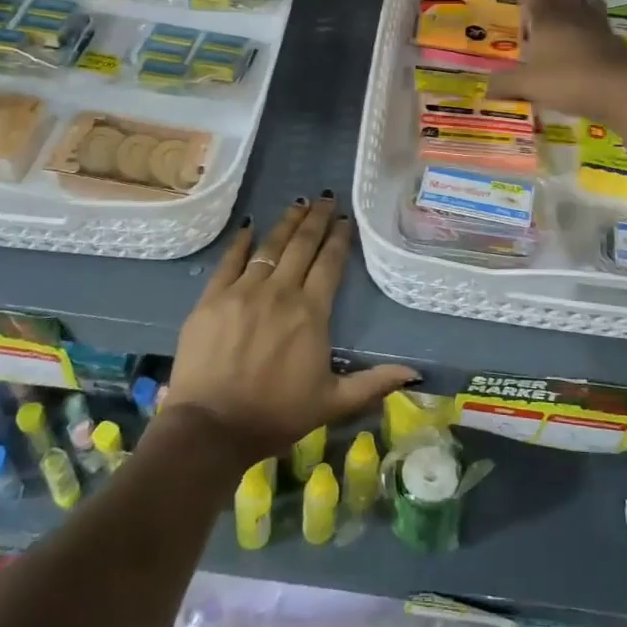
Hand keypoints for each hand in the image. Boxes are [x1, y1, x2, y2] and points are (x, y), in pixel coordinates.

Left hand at [165, 194, 416, 464]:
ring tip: (298, 203)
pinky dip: (240, 242)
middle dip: (317, 219)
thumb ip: (373, 383)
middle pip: (302, 245)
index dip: (340, 238)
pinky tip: (249, 227)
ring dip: (286, 223)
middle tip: (326, 198)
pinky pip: (229, 261)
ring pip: (269, 246)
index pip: (330, 263)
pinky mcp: (212, 299)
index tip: (346, 220)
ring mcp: (243, 292)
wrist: (211, 428)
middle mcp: (280, 292)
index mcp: (311, 312)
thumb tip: (415, 373)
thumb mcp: (332, 403)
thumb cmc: (275, 416)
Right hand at [488, 0, 626, 122]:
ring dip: (575, 7)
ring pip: (586, 3)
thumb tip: (487, 88)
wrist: (620, 90)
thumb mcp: (527, 85)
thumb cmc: (567, 80)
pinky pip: (601, 27)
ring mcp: (598, 25)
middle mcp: (573, 13)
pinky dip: (591, 31)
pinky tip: (586, 48)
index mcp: (548, 17)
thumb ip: (505, 84)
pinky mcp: (616, 41)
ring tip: (565, 24)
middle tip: (537, 14)